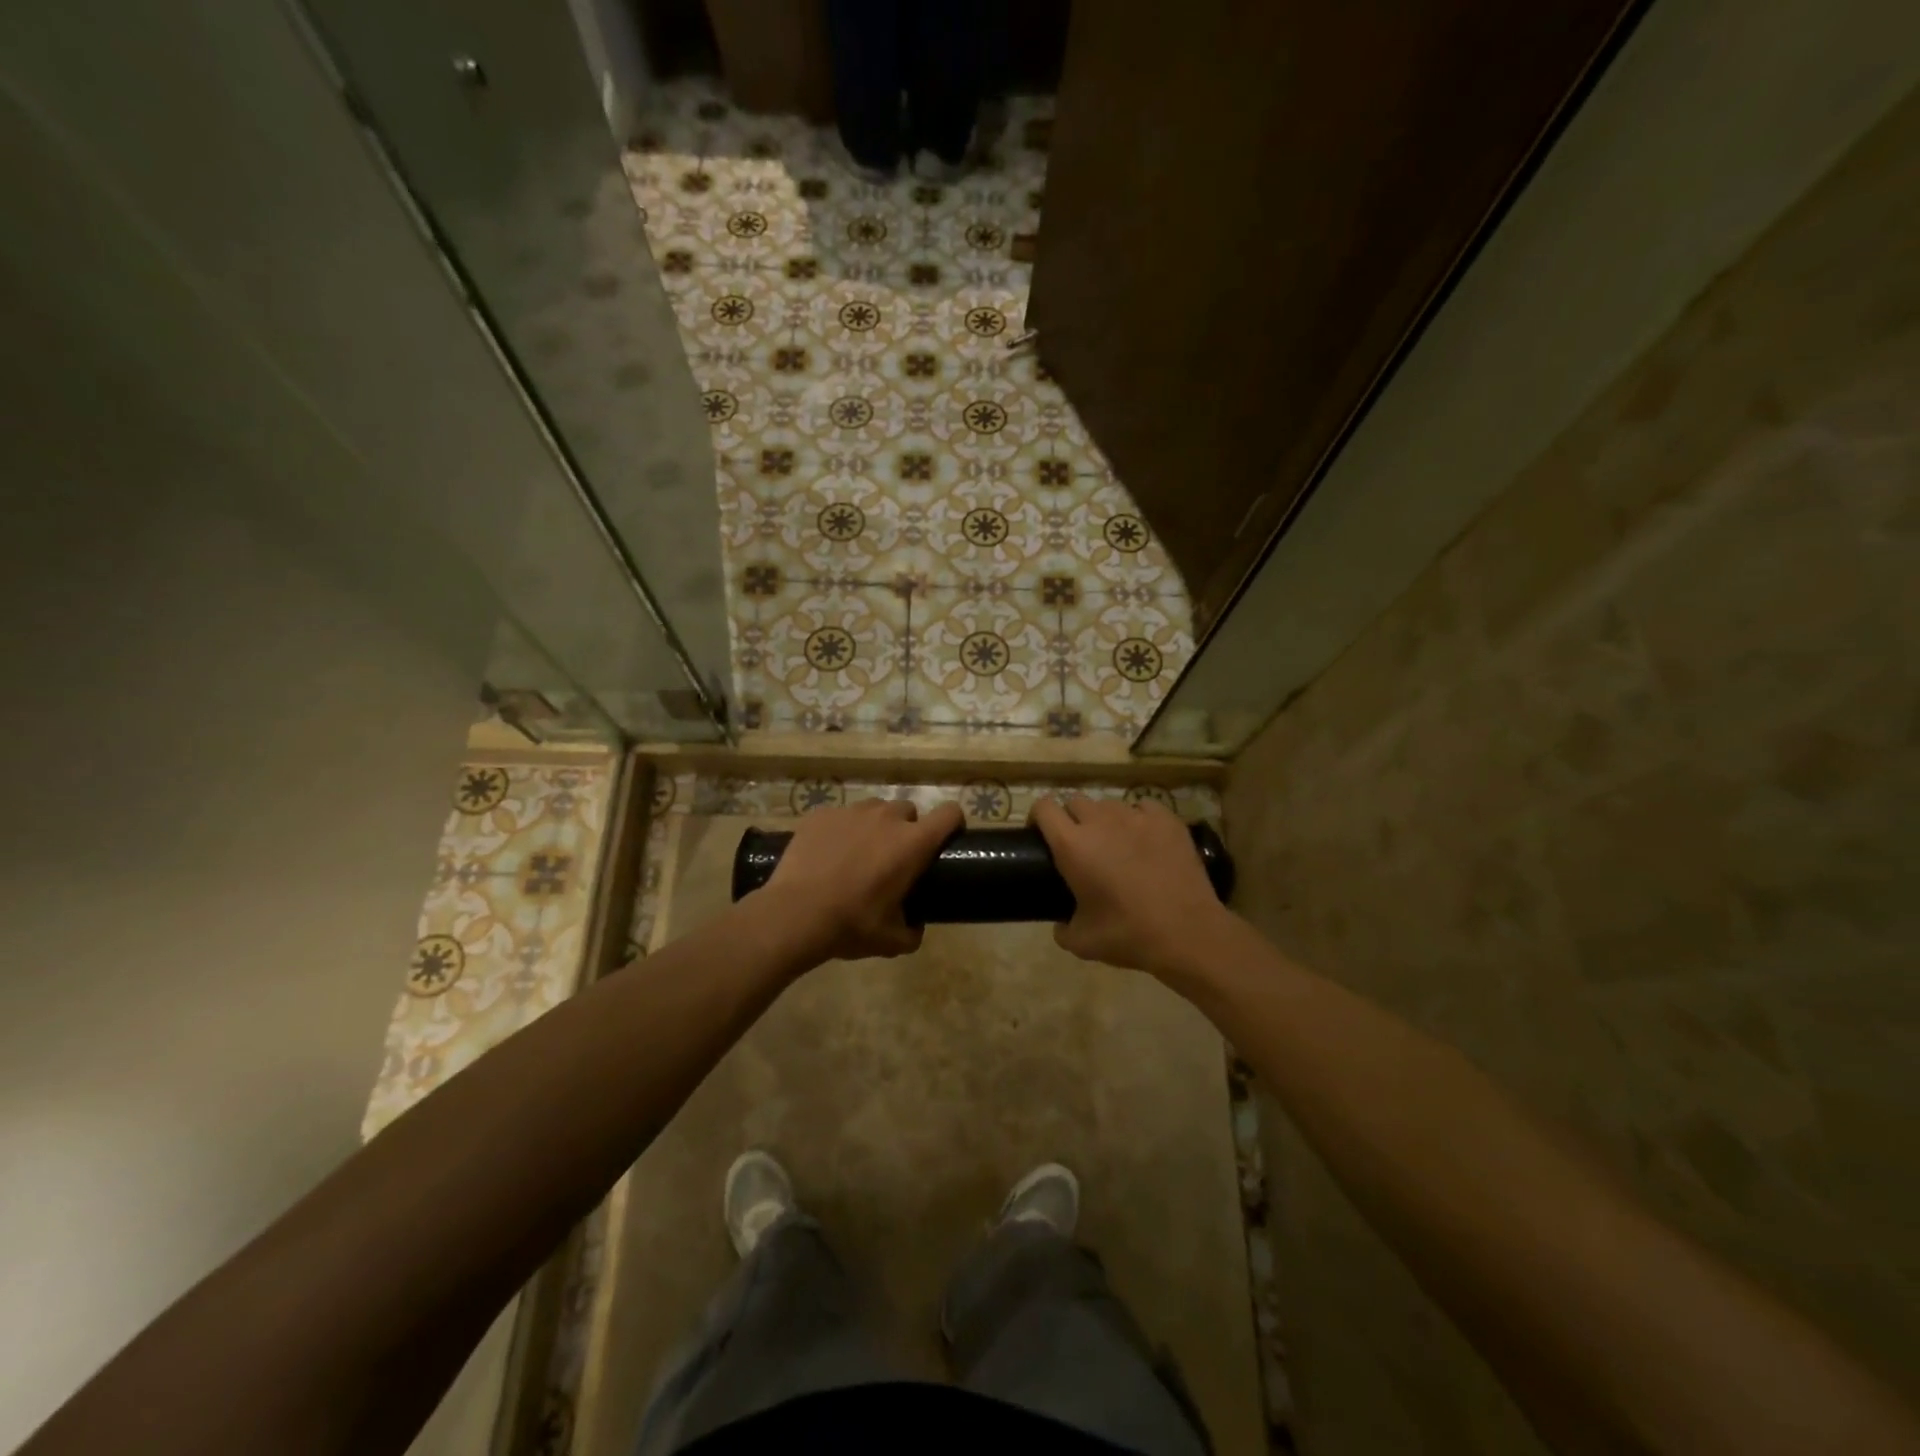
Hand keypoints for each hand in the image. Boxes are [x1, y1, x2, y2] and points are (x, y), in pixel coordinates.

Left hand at [758, 797, 963, 962]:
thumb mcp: (891, 940)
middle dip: (906, 830)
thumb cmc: (851, 925)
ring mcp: (851, 811)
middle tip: (892, 858)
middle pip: (908, 810)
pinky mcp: (821, 814)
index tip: (945, 840)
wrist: (794, 915)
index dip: (952, 823)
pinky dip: (840, 830)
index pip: (950, 813)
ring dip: (874, 827)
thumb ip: (913, 931)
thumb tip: (915, 927)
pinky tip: (827, 855)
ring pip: (874, 810)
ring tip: (857, 854)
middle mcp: (886, 817)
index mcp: (912, 842)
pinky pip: (840, 816)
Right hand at [1031, 795, 1232, 976]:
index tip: (1041, 835)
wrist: (1188, 933)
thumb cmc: (1129, 935)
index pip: (1044, 807)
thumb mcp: (1083, 943)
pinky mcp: (1167, 819)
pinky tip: (1145, 839)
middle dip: (1071, 819)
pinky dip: (1138, 819)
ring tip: (1115, 844)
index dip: (1038, 817)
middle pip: (1075, 802)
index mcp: (1072, 845)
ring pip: (1109, 805)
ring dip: (1104, 819)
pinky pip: (1143, 807)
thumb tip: (1061, 925)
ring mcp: (1136, 816)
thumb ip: (1062, 929)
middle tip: (1080, 845)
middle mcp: (1100, 821)